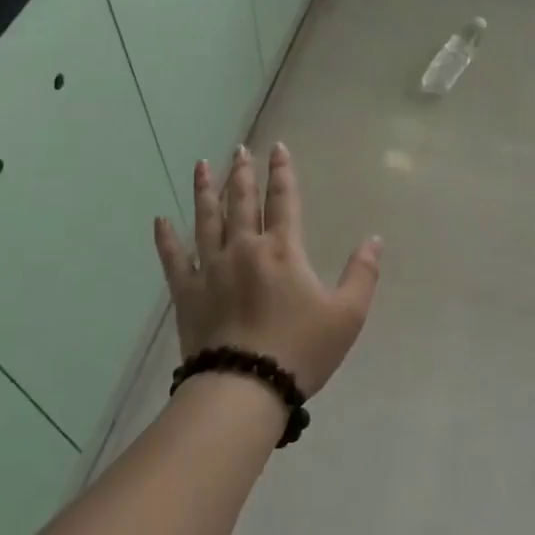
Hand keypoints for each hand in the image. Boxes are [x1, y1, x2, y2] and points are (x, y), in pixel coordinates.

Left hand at [154, 142, 382, 397]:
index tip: (277, 148)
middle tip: (238, 149)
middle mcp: (243, 248)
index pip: (283, 199)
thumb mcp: (347, 314)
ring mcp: (210, 268)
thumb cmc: (300, 349)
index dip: (282, 171)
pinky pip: (173, 258)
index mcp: (282, 249)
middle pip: (241, 201)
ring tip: (202, 165)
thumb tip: (374, 239)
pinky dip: (166, 238)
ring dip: (205, 191)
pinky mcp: (187, 292)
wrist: (245, 387)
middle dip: (241, 173)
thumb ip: (363, 274)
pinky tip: (160, 220)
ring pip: (206, 219)